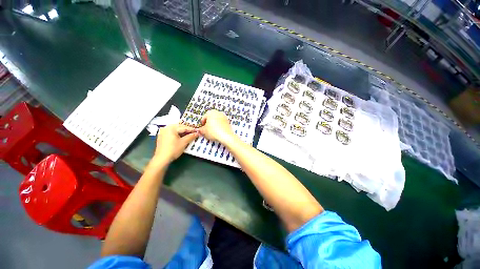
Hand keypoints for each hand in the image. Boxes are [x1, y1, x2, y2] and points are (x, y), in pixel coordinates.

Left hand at [154, 124, 198, 162]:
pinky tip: (181, 137)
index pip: (184, 127)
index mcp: (171, 128)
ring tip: (189, 135)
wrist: (162, 158)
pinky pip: (171, 133)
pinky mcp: (161, 137)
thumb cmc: (173, 149)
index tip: (197, 131)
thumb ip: (191, 136)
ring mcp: (162, 132)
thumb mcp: (184, 142)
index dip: (192, 130)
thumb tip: (197, 133)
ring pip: (175, 130)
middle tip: (194, 133)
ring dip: (182, 132)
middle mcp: (166, 128)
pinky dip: (177, 134)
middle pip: (179, 127)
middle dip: (187, 130)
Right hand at [199, 110, 234, 143]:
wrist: (226, 135)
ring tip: (212, 132)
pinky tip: (218, 132)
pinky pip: (222, 124)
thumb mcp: (204, 131)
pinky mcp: (228, 122)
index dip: (202, 124)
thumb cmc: (214, 131)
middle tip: (207, 130)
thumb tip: (199, 130)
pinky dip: (219, 127)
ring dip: (214, 125)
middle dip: (208, 124)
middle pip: (211, 118)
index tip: (202, 128)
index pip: (204, 118)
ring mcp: (224, 117)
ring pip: (217, 121)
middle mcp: (218, 112)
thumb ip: (200, 129)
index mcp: (211, 112)